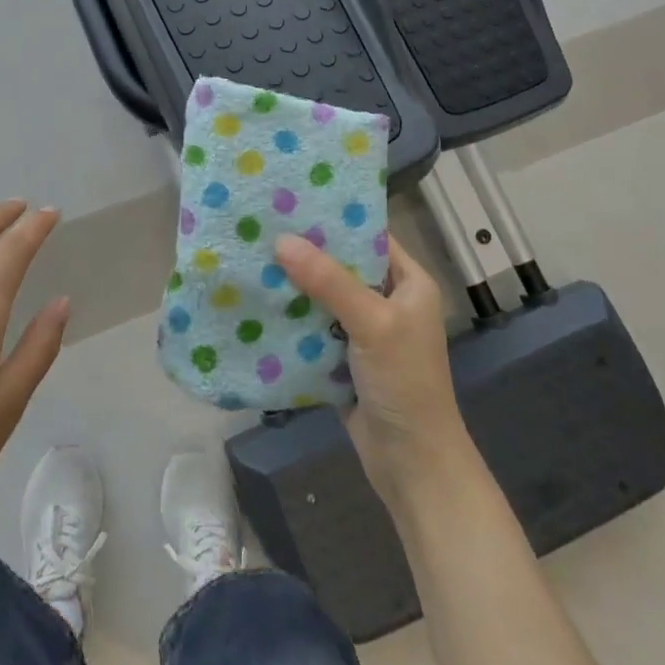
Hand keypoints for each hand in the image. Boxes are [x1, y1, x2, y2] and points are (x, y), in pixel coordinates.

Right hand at [274, 232, 468, 507]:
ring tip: (252, 255)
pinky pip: (313, 327)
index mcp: (409, 283)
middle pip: (342, 265)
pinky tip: (258, 301)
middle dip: (306, 251)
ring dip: (294, 284)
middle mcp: (388, 300)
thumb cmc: (405, 383)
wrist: (412, 464)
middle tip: (262, 226)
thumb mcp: (373, 323)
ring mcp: (364, 331)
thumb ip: (329, 281)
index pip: (370, 236)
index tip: (293, 200)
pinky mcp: (343, 358)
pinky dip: (291, 318)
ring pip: (324, 296)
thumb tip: (281, 240)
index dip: (335, 218)